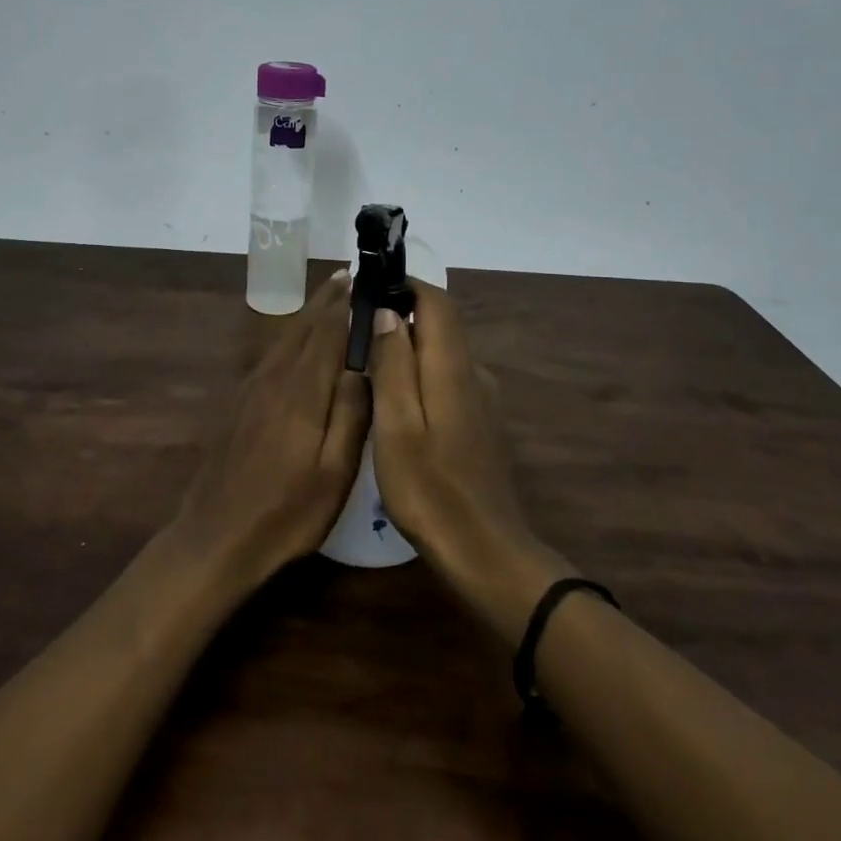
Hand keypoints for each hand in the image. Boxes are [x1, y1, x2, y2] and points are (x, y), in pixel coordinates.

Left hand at [171, 274, 371, 588]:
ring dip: (309, 314)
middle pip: (304, 327)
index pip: (328, 332)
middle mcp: (273, 377)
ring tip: (329, 296)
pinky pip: (271, 355)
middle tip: (349, 275)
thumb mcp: (334, 473)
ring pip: (285, 338)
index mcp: (301, 391)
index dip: (346, 304)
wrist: (216, 538)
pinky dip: (291, 337)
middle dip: (327, 300)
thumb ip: (351, 414)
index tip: (365, 279)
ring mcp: (251, 389)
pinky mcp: (239, 403)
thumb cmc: (286, 512)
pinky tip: (298, 342)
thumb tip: (363, 364)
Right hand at [367, 282, 571, 636]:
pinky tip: (394, 406)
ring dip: (407, 349)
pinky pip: (447, 381)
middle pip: (439, 325)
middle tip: (354, 333)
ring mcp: (482, 401)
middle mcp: (474, 374)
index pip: (436, 301)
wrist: (487, 554)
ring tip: (366, 369)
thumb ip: (393, 364)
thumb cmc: (431, 489)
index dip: (405, 285)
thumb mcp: (397, 425)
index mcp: (452, 368)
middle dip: (400, 316)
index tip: (368, 289)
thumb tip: (388, 311)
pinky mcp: (480, 424)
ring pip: (441, 355)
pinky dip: (419, 376)